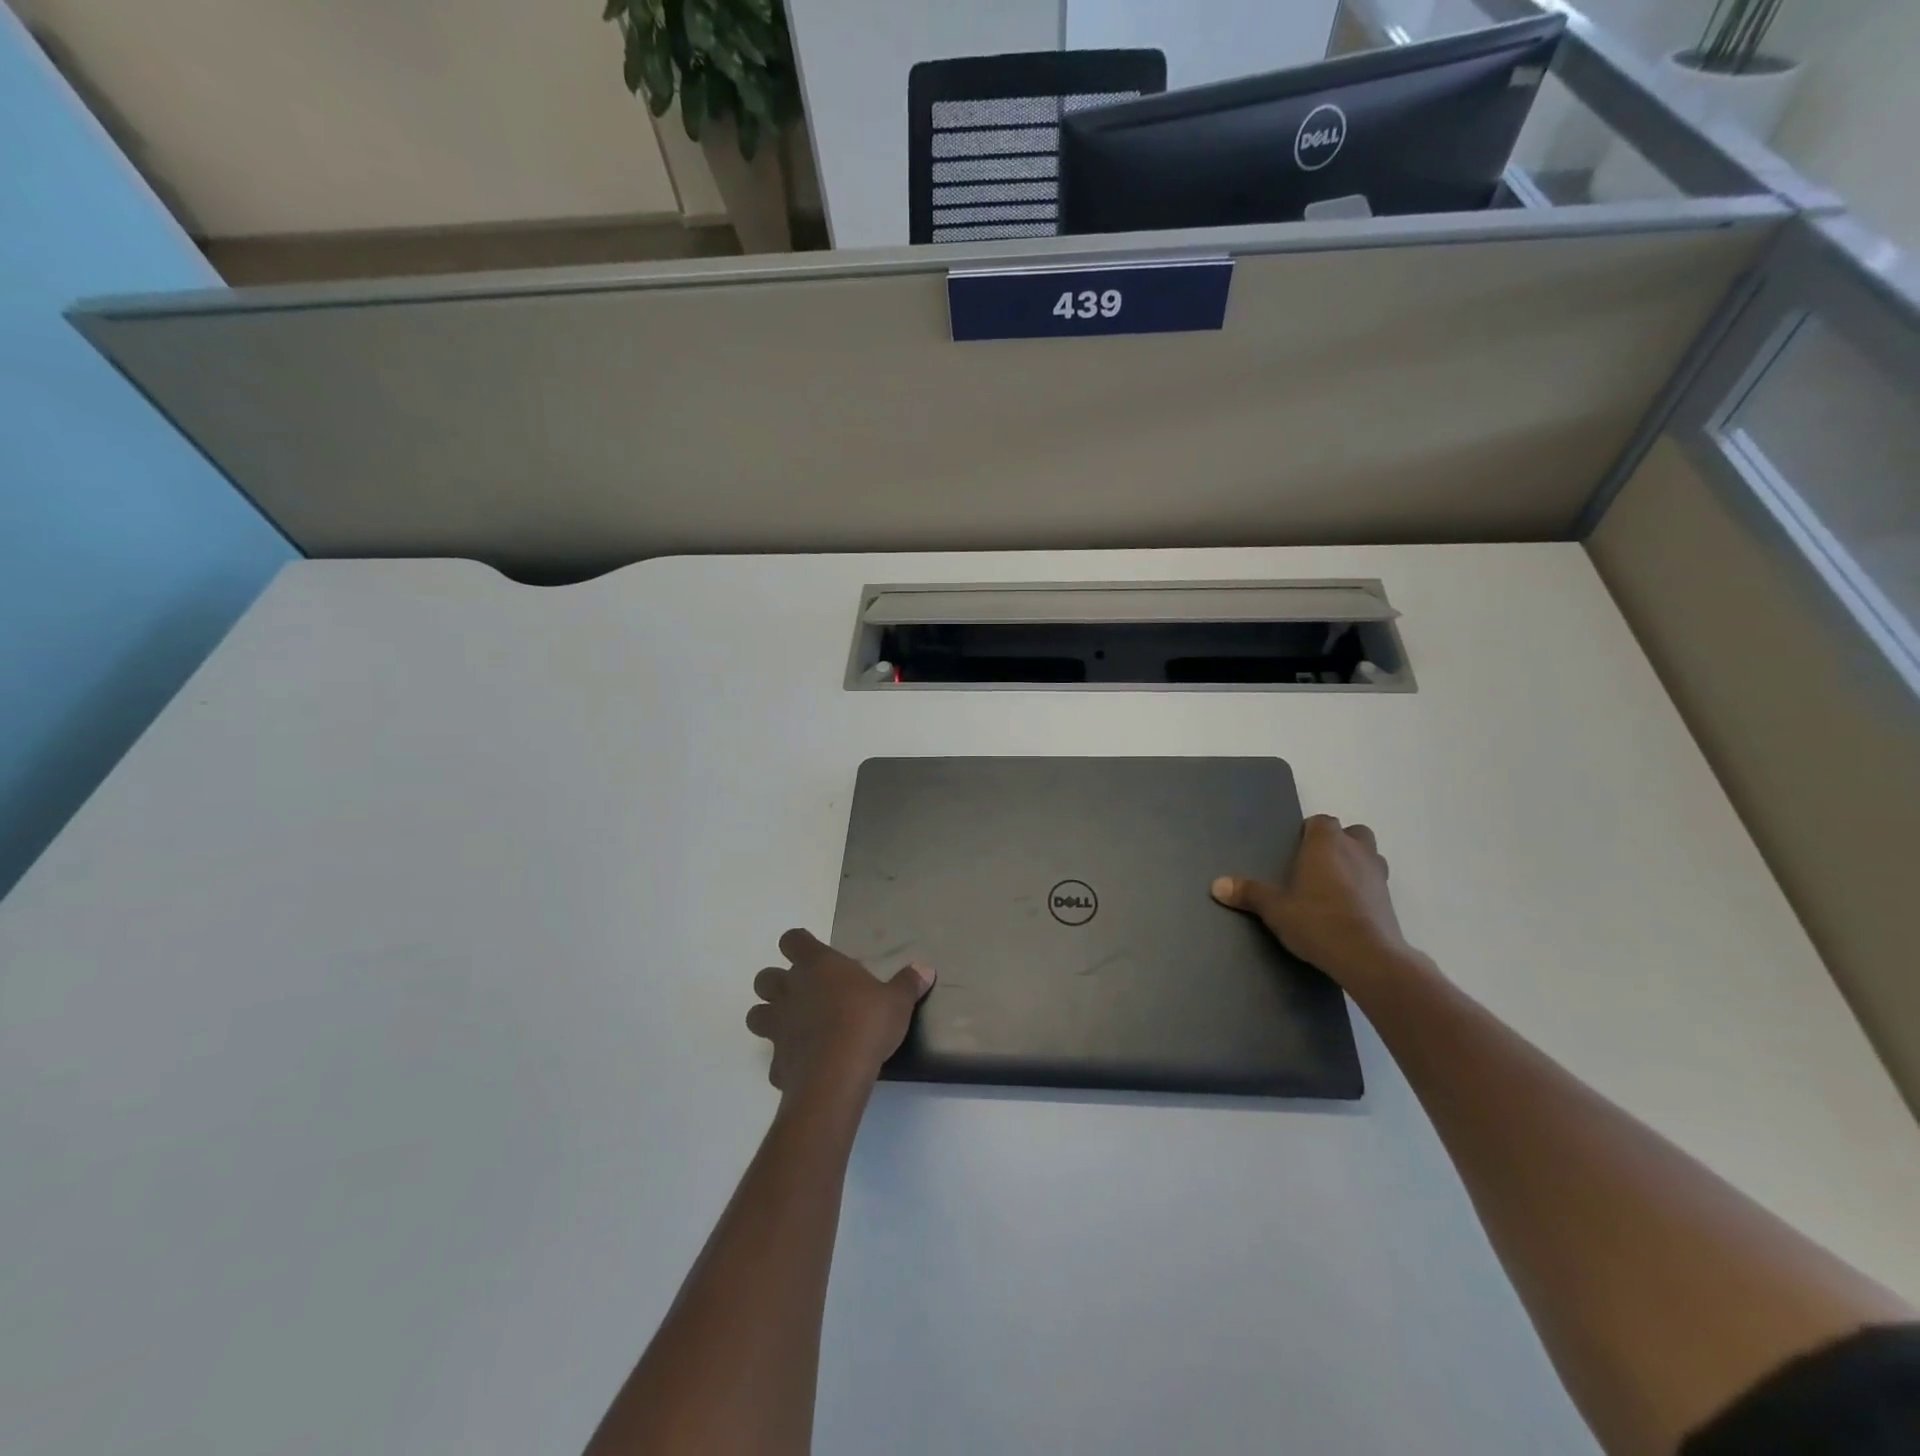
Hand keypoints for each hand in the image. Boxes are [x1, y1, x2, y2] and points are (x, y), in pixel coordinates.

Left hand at [746, 930, 934, 1099]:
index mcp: (817, 965)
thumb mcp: (897, 1001)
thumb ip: (908, 983)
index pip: (792, 940)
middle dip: (777, 983)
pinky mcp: (777, 1062)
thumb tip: (925, 968)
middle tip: (802, 993)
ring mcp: (778, 1027)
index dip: (799, 944)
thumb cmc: (866, 1023)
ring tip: (794, 1027)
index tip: (812, 953)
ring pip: (756, 1015)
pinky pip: (775, 1058)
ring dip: (770, 1018)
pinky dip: (785, 1060)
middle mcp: (790, 990)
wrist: (837, 1074)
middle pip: (765, 977)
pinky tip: (804, 1065)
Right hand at [1212, 815, 1415, 989]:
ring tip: (1334, 884)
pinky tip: (1348, 908)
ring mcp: (1378, 875)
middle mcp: (1355, 851)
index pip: (1321, 822)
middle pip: (1352, 833)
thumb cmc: (1317, 921)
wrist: (1368, 957)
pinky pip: (1376, 883)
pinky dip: (1364, 888)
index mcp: (1326, 844)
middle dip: (1338, 842)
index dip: (1310, 832)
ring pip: (1369, 855)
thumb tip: (1216, 885)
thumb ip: (1248, 893)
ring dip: (1355, 862)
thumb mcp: (1274, 909)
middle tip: (1316, 864)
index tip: (1296, 849)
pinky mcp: (1390, 900)